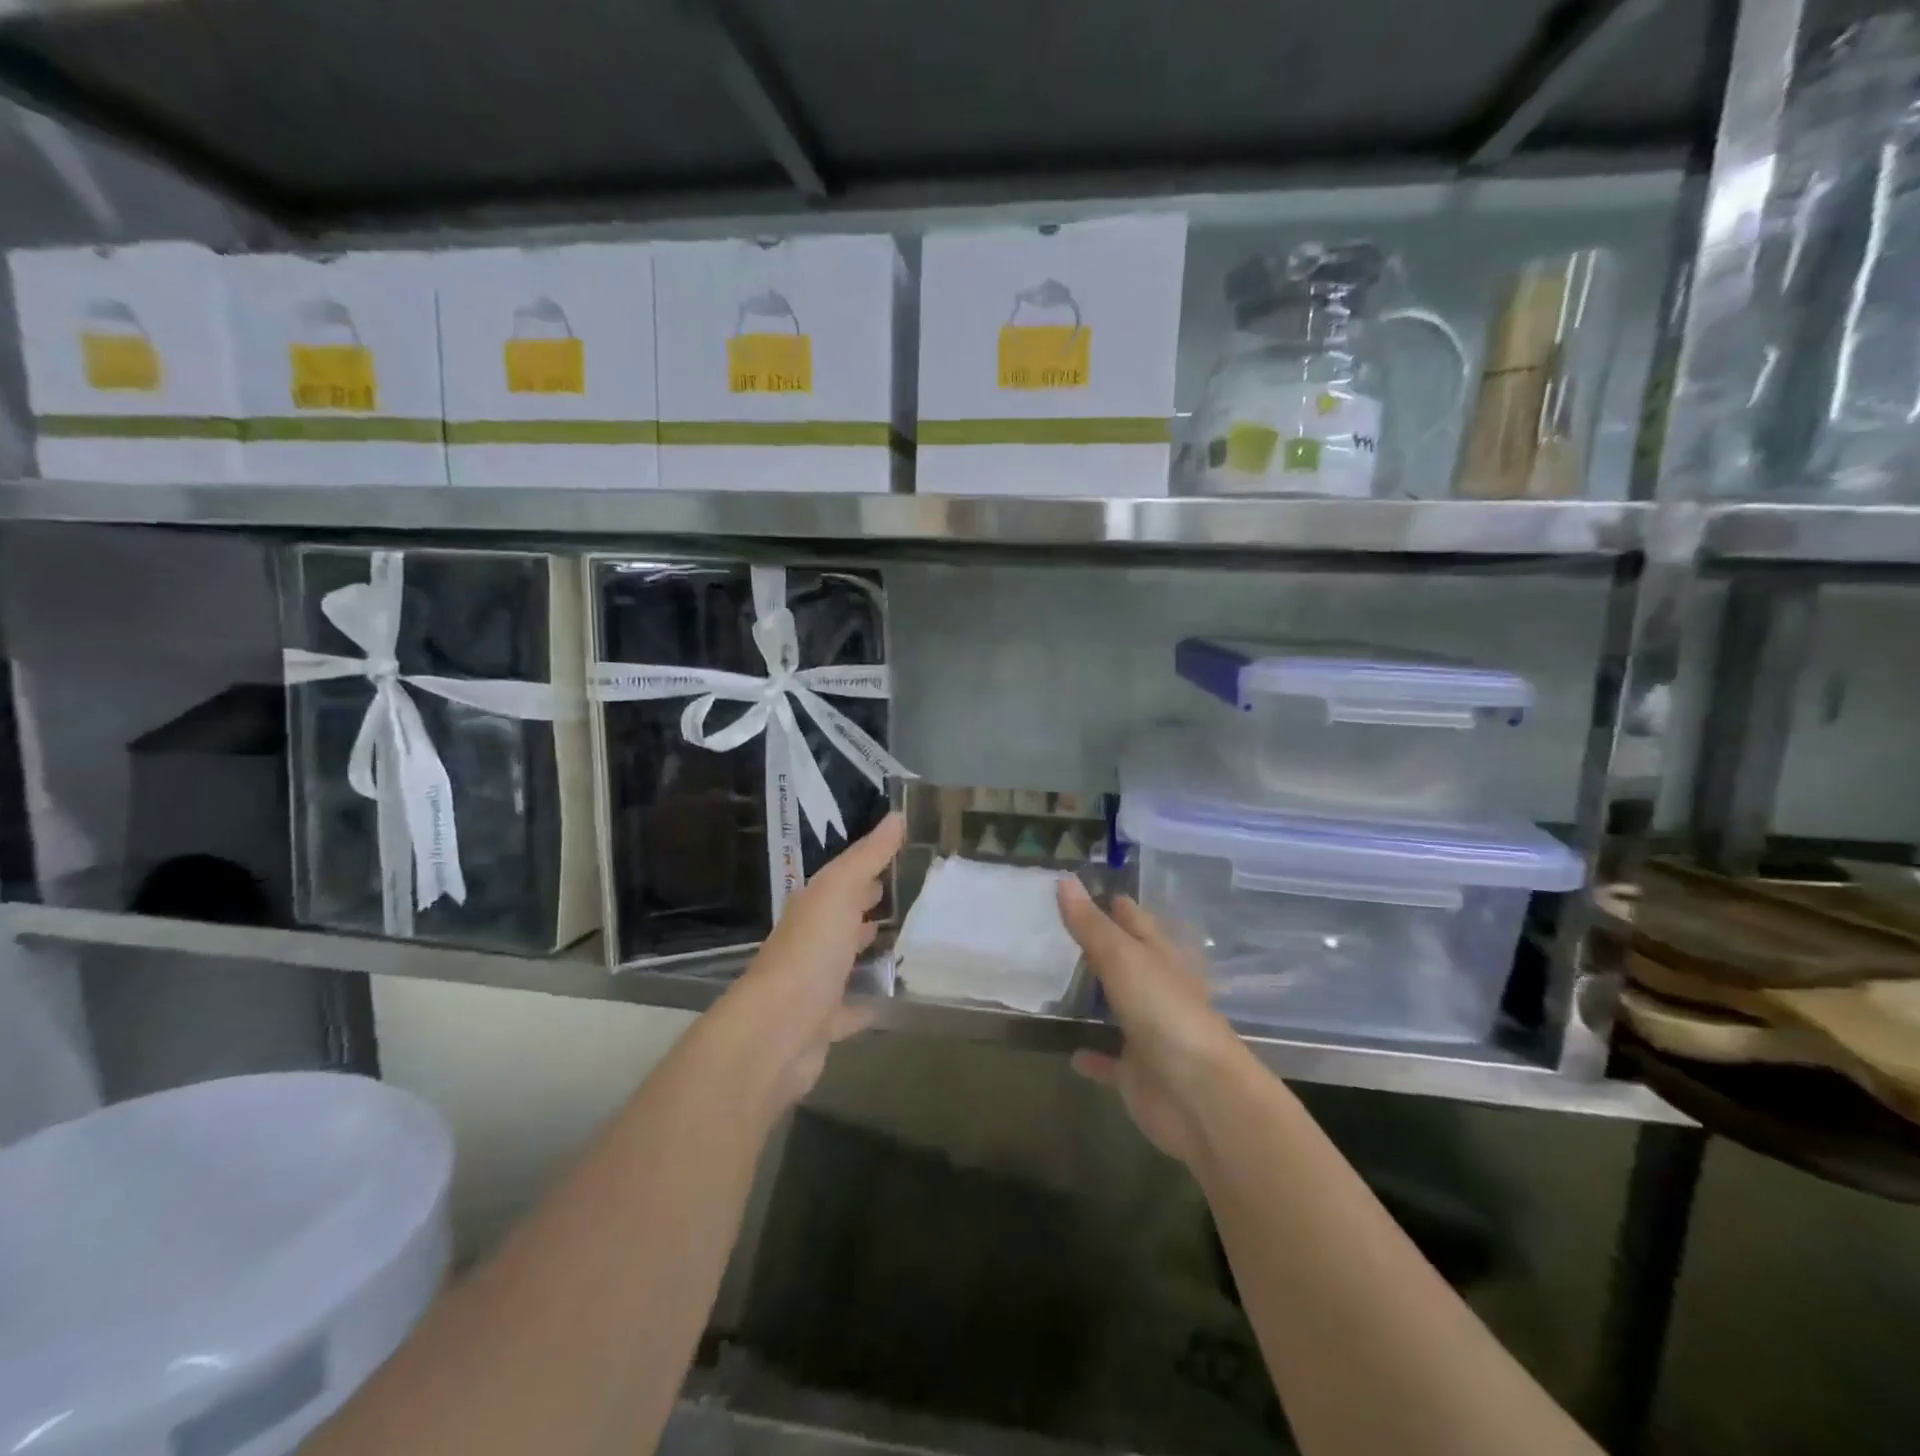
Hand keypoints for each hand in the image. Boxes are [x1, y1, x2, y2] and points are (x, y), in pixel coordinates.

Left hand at [721, 812, 904, 1107]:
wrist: (777, 1030)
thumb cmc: (810, 950)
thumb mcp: (840, 890)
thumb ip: (868, 856)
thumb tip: (897, 814)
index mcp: (812, 906)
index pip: (842, 879)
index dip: (868, 867)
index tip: (901, 857)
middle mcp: (810, 941)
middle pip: (842, 918)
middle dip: (868, 906)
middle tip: (910, 897)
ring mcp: (814, 984)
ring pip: (846, 961)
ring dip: (868, 951)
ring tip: (911, 941)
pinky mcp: (824, 1023)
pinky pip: (853, 1007)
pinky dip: (871, 1001)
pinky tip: (897, 997)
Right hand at [1056, 878, 1250, 1166]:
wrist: (1201, 1097)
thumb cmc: (1165, 1014)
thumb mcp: (1123, 959)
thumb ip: (1091, 925)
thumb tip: (1063, 879)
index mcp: (1161, 958)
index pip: (1136, 921)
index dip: (1114, 904)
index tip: (1083, 887)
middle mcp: (1157, 991)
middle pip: (1126, 962)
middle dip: (1100, 947)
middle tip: (1059, 930)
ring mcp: (1149, 1034)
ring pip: (1118, 1008)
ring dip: (1096, 998)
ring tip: (1057, 983)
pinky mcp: (1138, 1075)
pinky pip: (1110, 1062)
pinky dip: (1094, 1057)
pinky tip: (1071, 1052)